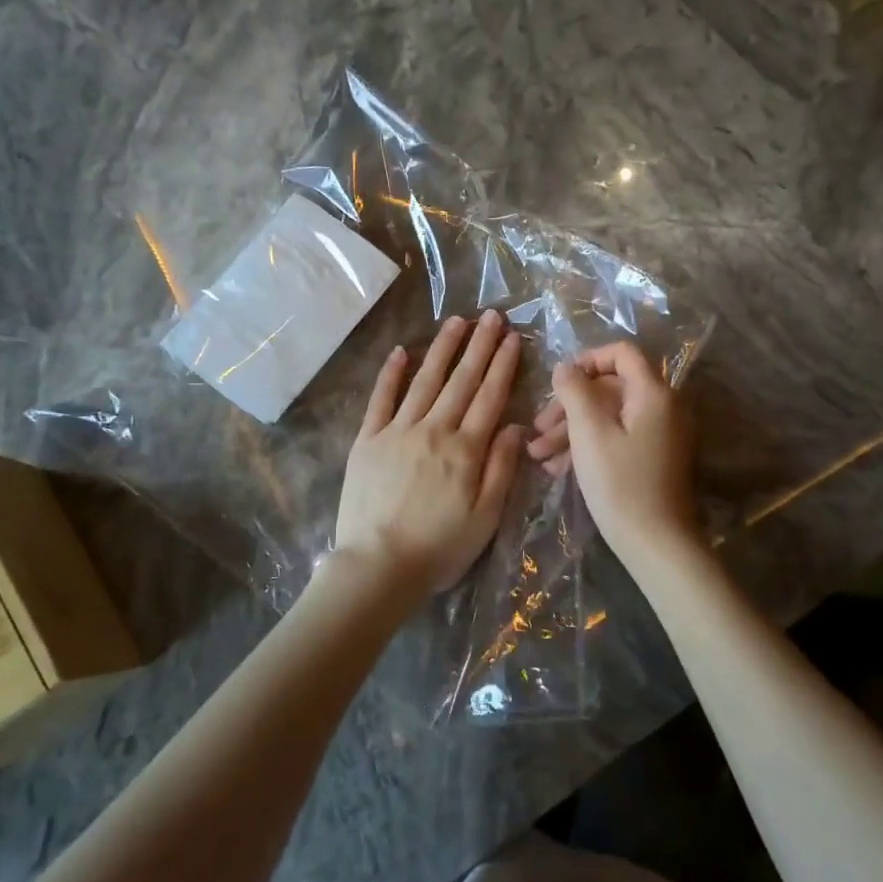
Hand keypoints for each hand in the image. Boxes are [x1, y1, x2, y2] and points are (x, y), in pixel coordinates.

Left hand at [335, 309, 526, 601]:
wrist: (378, 566)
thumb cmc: (439, 548)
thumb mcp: (486, 517)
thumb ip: (501, 468)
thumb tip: (514, 425)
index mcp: (466, 449)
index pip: (489, 397)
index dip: (503, 365)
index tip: (512, 338)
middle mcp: (434, 430)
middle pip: (461, 380)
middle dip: (479, 346)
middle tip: (491, 315)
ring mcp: (397, 431)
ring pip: (425, 381)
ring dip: (442, 349)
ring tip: (457, 321)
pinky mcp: (368, 440)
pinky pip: (381, 399)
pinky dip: (391, 374)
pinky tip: (402, 351)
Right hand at [528, 341, 697, 558]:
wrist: (657, 544)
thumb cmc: (620, 484)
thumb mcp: (589, 433)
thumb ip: (574, 392)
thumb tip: (565, 367)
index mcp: (653, 393)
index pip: (622, 353)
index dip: (587, 360)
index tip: (559, 382)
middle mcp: (663, 407)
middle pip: (610, 389)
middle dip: (569, 406)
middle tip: (537, 429)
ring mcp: (661, 434)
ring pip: (610, 417)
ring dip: (572, 431)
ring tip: (538, 455)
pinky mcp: (654, 458)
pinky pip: (619, 438)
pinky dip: (589, 447)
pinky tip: (558, 469)